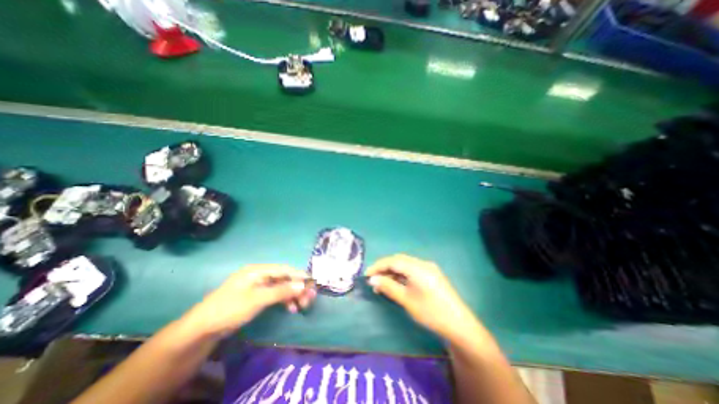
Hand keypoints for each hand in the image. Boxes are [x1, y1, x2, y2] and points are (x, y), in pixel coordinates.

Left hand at [182, 265, 315, 337]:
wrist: (202, 329)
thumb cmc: (230, 309)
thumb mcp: (257, 299)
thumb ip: (281, 291)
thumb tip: (302, 284)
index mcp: (258, 270)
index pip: (284, 269)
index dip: (299, 275)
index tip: (312, 282)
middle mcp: (260, 275)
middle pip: (284, 278)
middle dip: (297, 287)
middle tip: (309, 298)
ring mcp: (258, 286)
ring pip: (281, 287)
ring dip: (292, 295)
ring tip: (301, 305)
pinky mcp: (256, 296)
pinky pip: (275, 294)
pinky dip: (284, 300)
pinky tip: (290, 308)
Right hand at [366, 253, 475, 339]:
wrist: (459, 325)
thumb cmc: (431, 312)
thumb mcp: (407, 300)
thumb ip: (388, 287)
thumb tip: (372, 279)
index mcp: (417, 267)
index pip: (392, 261)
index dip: (378, 266)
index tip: (366, 274)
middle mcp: (423, 263)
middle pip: (398, 260)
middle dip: (384, 267)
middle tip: (373, 279)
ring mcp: (428, 268)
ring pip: (405, 264)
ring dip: (392, 271)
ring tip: (382, 283)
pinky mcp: (431, 274)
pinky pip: (412, 269)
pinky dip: (401, 274)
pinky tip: (396, 283)